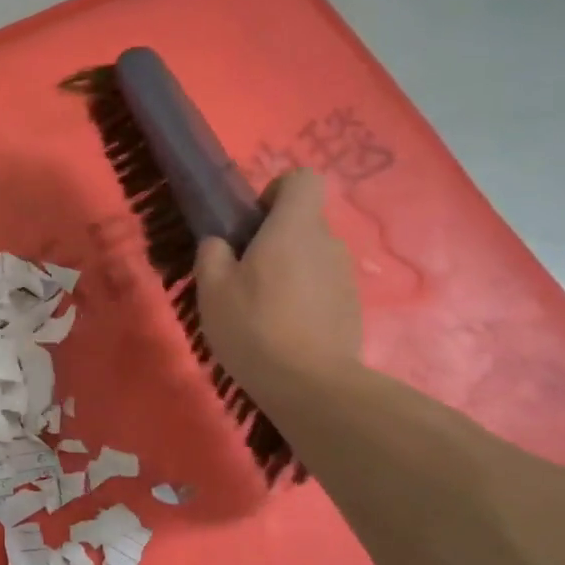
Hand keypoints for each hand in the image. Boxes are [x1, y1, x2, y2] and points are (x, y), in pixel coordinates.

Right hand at [194, 170, 360, 401]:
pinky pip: (322, 288)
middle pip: (303, 223)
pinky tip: (283, 331)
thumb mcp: (213, 290)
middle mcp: (328, 243)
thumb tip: (221, 243)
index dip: (276, 192)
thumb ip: (213, 255)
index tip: (254, 223)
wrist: (310, 385)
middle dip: (275, 240)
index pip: (302, 179)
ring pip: (311, 258)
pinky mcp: (352, 307)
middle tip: (244, 276)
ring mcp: (345, 276)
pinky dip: (304, 299)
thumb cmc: (254, 327)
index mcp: (294, 228)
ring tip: (262, 310)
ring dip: (288, 272)